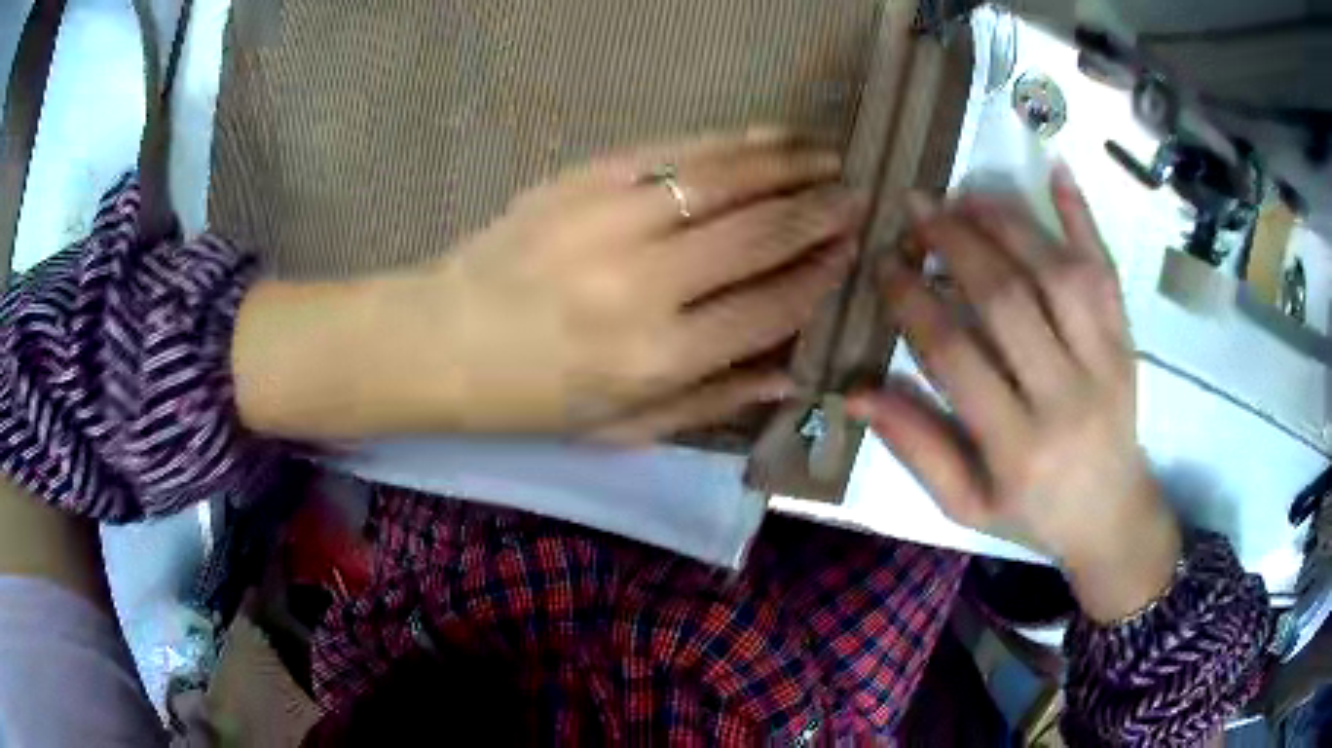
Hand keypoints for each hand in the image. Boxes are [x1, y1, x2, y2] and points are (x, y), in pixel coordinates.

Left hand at [234, 130, 864, 440]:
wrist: (443, 339)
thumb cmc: (534, 399)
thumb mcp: (626, 429)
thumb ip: (716, 399)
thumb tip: (795, 372)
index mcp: (660, 356)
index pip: (773, 304)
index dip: (822, 275)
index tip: (853, 255)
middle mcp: (647, 282)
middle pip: (763, 232)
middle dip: (822, 212)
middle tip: (858, 198)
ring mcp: (612, 218)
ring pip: (728, 177)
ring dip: (790, 164)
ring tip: (829, 158)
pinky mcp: (585, 177)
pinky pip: (677, 149)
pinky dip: (733, 140)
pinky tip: (769, 137)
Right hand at [849, 166, 1179, 622]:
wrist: (1114, 518)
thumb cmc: (1034, 516)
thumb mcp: (965, 505)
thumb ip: (917, 447)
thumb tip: (854, 391)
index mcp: (1017, 448)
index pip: (956, 356)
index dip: (913, 302)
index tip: (886, 264)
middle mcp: (1065, 397)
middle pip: (1007, 300)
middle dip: (955, 243)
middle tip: (917, 208)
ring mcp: (1104, 362)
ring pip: (1056, 273)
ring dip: (1007, 222)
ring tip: (965, 194)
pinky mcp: (1126, 340)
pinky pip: (1106, 270)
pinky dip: (1084, 216)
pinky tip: (1058, 169)